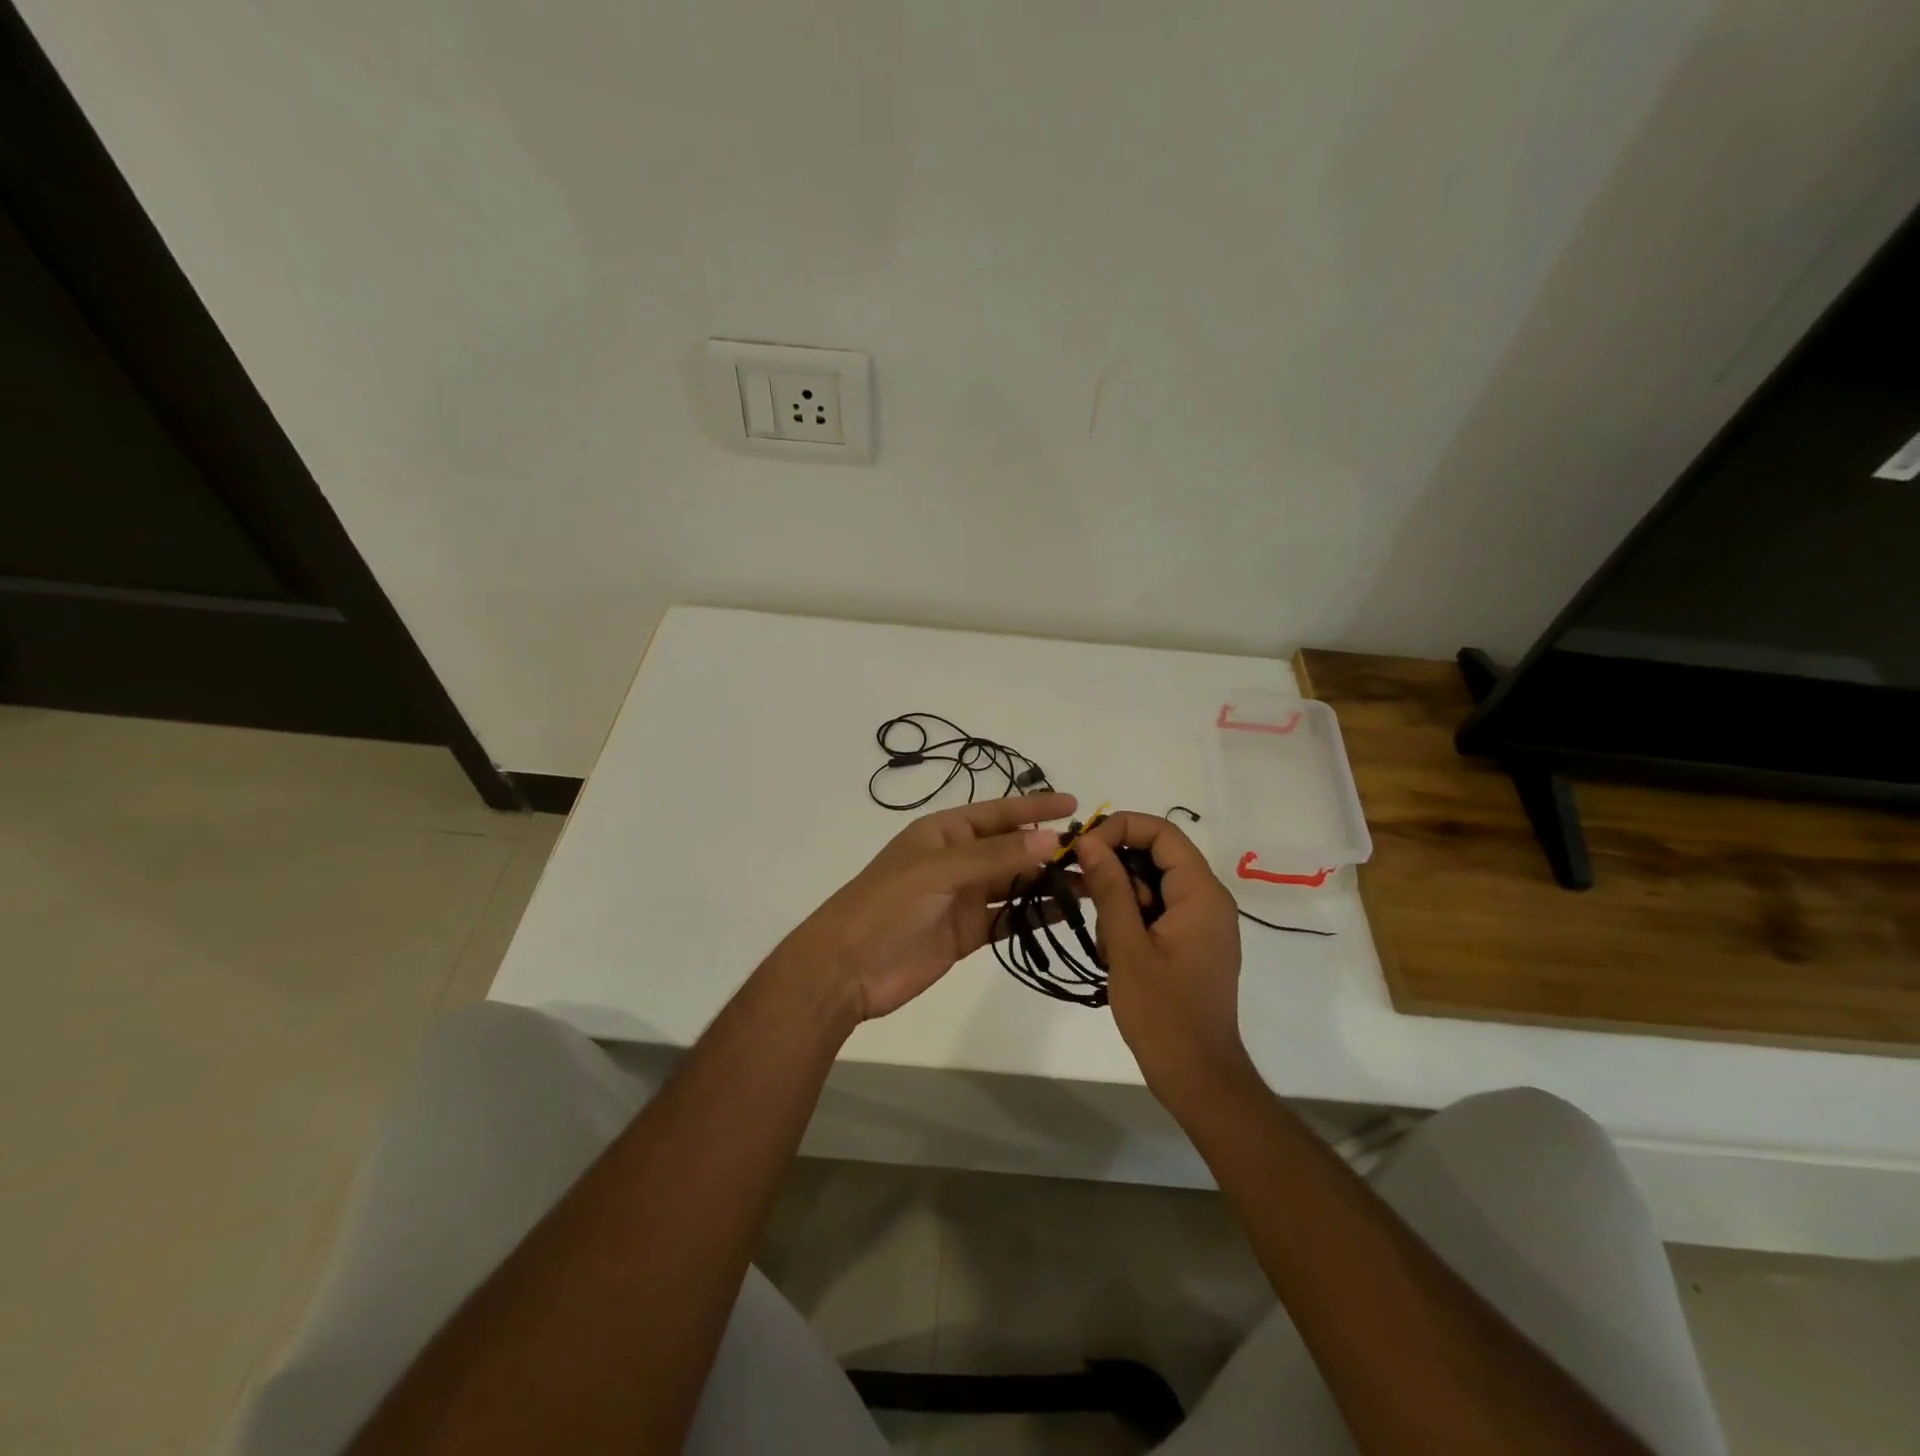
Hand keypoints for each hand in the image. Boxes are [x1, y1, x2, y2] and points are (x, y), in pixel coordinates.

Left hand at [780, 793, 1077, 1021]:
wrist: (847, 967)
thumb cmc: (887, 904)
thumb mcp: (939, 871)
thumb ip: (995, 856)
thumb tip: (1051, 840)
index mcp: (944, 833)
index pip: (998, 813)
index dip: (1035, 807)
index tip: (1074, 803)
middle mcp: (957, 860)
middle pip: (1010, 848)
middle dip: (1048, 848)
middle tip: (1094, 853)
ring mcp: (962, 897)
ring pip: (1014, 883)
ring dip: (1046, 882)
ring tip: (1090, 883)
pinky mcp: (967, 932)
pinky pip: (1008, 917)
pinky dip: (1033, 914)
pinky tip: (1065, 913)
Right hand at [1074, 813, 1251, 1105]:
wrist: (1198, 1077)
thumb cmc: (1162, 1014)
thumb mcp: (1127, 947)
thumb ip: (1109, 888)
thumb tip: (1088, 841)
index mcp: (1201, 894)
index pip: (1162, 832)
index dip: (1120, 829)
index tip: (1083, 849)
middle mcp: (1208, 899)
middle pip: (1157, 855)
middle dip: (1116, 866)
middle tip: (1081, 890)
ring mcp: (1202, 921)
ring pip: (1153, 882)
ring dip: (1121, 898)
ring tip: (1106, 939)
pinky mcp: (1192, 941)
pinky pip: (1158, 908)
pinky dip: (1132, 917)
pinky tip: (1115, 950)